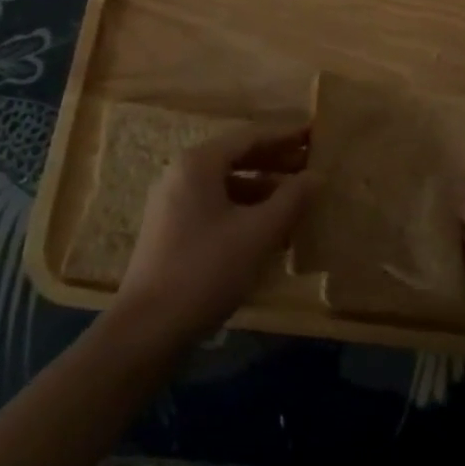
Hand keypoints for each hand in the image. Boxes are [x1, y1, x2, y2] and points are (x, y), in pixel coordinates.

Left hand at [112, 122, 313, 345]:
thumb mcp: (258, 233)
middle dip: (276, 163)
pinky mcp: (172, 231)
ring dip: (263, 190)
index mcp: (198, 164)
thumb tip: (317, 175)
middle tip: (312, 166)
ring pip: (227, 185)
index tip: (315, 135)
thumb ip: (292, 199)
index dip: (286, 136)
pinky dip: (245, 210)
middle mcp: (182, 174)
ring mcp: (173, 203)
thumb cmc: (206, 270)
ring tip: (298, 201)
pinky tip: (270, 230)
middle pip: (237, 158)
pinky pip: (216, 206)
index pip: (250, 137)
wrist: (147, 330)